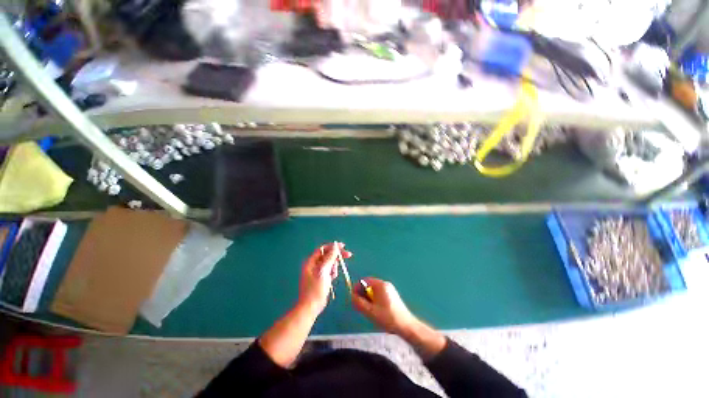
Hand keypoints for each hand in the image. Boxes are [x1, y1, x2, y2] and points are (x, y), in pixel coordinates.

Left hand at [298, 242, 351, 314]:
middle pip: (328, 255)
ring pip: (330, 263)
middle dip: (337, 256)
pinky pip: (330, 270)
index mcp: (311, 261)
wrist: (311, 307)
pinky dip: (333, 272)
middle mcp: (314, 264)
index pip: (323, 249)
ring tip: (333, 275)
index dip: (333, 246)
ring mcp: (317, 272)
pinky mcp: (321, 278)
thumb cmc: (315, 289)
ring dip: (334, 266)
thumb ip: (329, 258)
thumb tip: (335, 246)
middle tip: (349, 255)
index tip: (343, 246)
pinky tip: (332, 278)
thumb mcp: (323, 271)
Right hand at [351, 278, 416, 335]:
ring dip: (369, 299)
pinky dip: (375, 300)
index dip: (357, 288)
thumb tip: (351, 296)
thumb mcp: (370, 311)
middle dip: (363, 295)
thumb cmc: (388, 317)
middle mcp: (385, 284)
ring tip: (369, 311)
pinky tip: (377, 311)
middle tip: (361, 306)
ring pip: (374, 291)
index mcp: (380, 285)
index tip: (354, 298)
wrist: (406, 326)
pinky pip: (379, 294)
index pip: (364, 281)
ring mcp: (390, 290)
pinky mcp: (392, 296)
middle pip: (369, 285)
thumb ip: (359, 303)